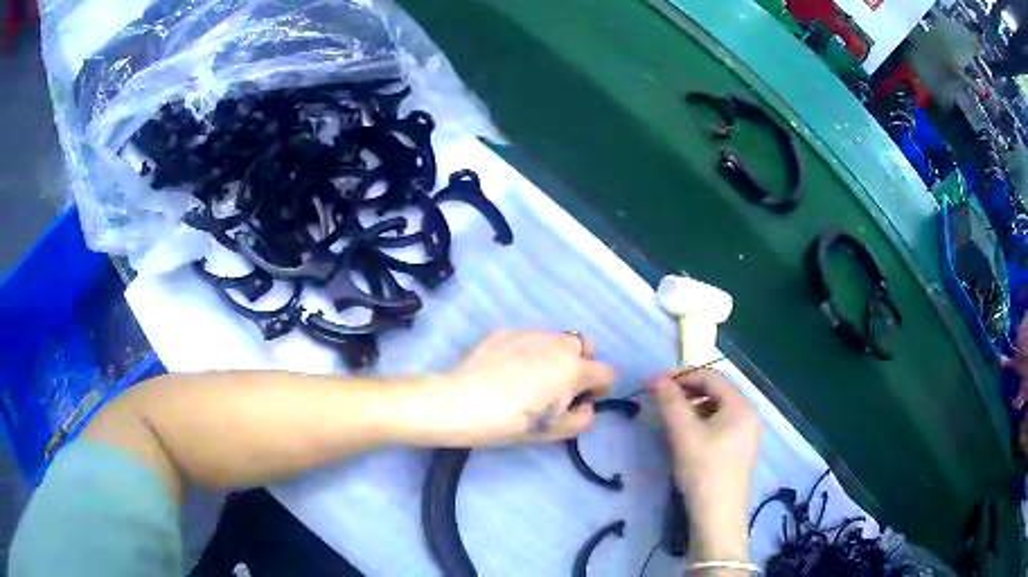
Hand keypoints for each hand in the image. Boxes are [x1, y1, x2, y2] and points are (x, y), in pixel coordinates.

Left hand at [427, 331, 614, 446]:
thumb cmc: (514, 421)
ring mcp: (529, 334)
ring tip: (532, 377)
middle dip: (582, 363)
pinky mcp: (504, 332)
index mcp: (575, 368)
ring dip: (555, 355)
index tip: (583, 402)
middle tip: (562, 385)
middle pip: (585, 345)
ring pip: (555, 339)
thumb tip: (586, 407)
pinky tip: (506, 370)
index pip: (607, 373)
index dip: (601, 389)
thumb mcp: (555, 431)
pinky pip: (527, 339)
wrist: (464, 402)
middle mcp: (558, 344)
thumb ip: (583, 419)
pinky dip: (526, 351)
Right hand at [653, 368, 760, 561]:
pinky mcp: (742, 450)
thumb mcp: (683, 433)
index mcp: (741, 405)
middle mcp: (750, 414)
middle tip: (662, 401)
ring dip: (695, 407)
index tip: (656, 384)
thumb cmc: (703, 470)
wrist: (718, 516)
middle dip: (689, 391)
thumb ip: (670, 401)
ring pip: (719, 409)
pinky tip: (689, 438)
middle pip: (717, 391)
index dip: (683, 376)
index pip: (711, 376)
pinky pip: (723, 425)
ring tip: (673, 420)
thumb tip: (657, 376)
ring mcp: (748, 434)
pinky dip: (704, 423)